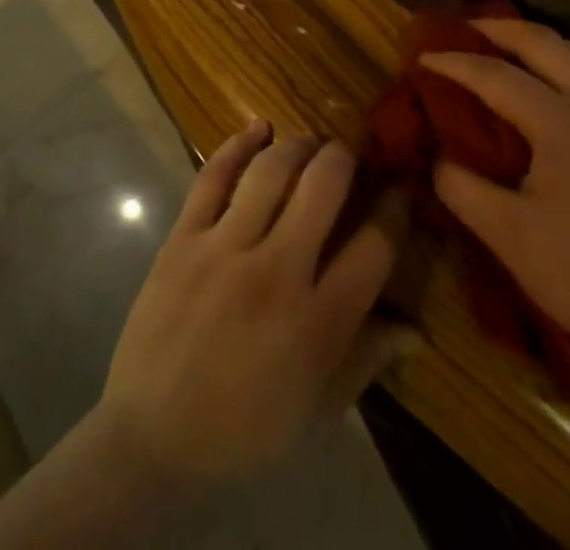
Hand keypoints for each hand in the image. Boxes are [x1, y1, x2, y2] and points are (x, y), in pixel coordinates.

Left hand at [95, 121, 414, 487]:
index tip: (399, 189)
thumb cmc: (244, 432)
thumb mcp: (317, 409)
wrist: (152, 441)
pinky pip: (213, 176)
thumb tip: (417, 330)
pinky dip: (237, 144)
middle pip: (324, 188)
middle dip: (345, 158)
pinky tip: (259, 128)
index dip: (395, 210)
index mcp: (317, 324)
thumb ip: (367, 360)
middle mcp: (276, 274)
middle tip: (349, 153)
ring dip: (299, 145)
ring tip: (310, 142)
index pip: (374, 248)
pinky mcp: (184, 238)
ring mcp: (224, 250)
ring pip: (271, 171)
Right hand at [425, 19, 569, 370]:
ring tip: (515, 47)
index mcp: (563, 124)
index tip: (422, 57)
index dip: (455, 64)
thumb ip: (462, 188)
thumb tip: (436, 156)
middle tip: (464, 29)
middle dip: (499, 29)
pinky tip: (564, 85)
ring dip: (544, 41)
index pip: (497, 76)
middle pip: (545, 43)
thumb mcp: (508, 237)